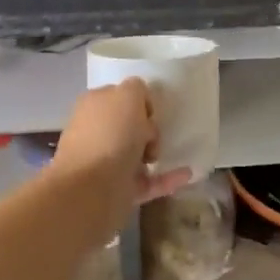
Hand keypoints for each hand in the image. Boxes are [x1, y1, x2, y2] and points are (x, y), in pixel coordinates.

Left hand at [52, 79, 193, 208]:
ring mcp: (106, 163)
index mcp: (94, 105)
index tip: (152, 111)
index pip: (120, 96)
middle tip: (153, 135)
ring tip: (168, 154)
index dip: (141, 101)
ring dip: (157, 152)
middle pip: (130, 125)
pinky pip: (148, 181)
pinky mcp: (119, 190)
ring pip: (137, 154)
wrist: (92, 189)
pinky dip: (167, 178)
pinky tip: (187, 173)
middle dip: (148, 128)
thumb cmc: (111, 134)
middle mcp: (97, 132)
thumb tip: (140, 99)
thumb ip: (137, 89)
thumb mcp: (128, 95)